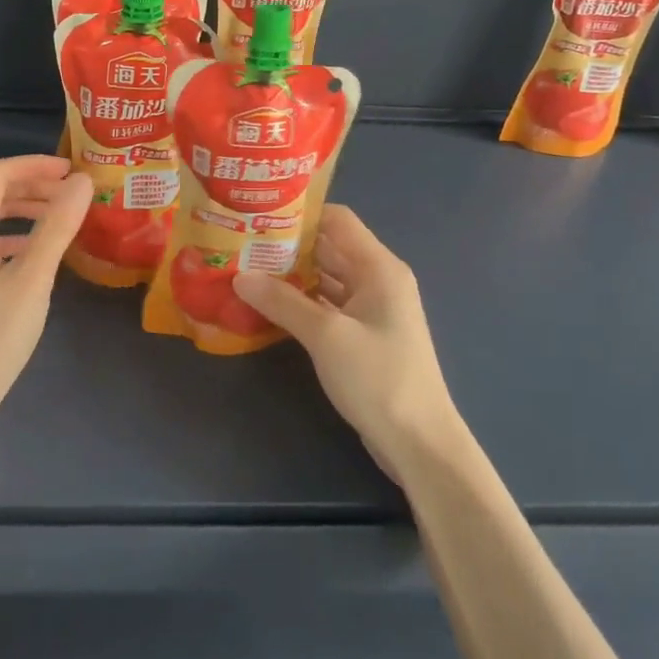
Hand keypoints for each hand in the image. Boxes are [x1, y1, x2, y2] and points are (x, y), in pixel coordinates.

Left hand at [0, 154, 91, 426]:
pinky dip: (14, 236)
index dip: (34, 165)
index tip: (72, 170)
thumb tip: (84, 181)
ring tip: (62, 216)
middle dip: (32, 185)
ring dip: (24, 210)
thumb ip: (57, 226)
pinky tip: (38, 252)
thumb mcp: (32, 278)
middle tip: (73, 192)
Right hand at [233, 206, 463, 482]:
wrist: (419, 443)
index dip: (300, 214)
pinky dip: (301, 302)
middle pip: (329, 247)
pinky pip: (328, 304)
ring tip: (246, 271)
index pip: (337, 219)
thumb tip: (240, 276)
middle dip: (287, 246)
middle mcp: (377, 279)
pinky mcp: (364, 334)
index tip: (258, 217)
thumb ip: (282, 302)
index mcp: (378, 267)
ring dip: (291, 275)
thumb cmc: (378, 378)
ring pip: (326, 277)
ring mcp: (372, 309)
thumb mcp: (326, 336)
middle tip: (241, 245)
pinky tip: (268, 306)